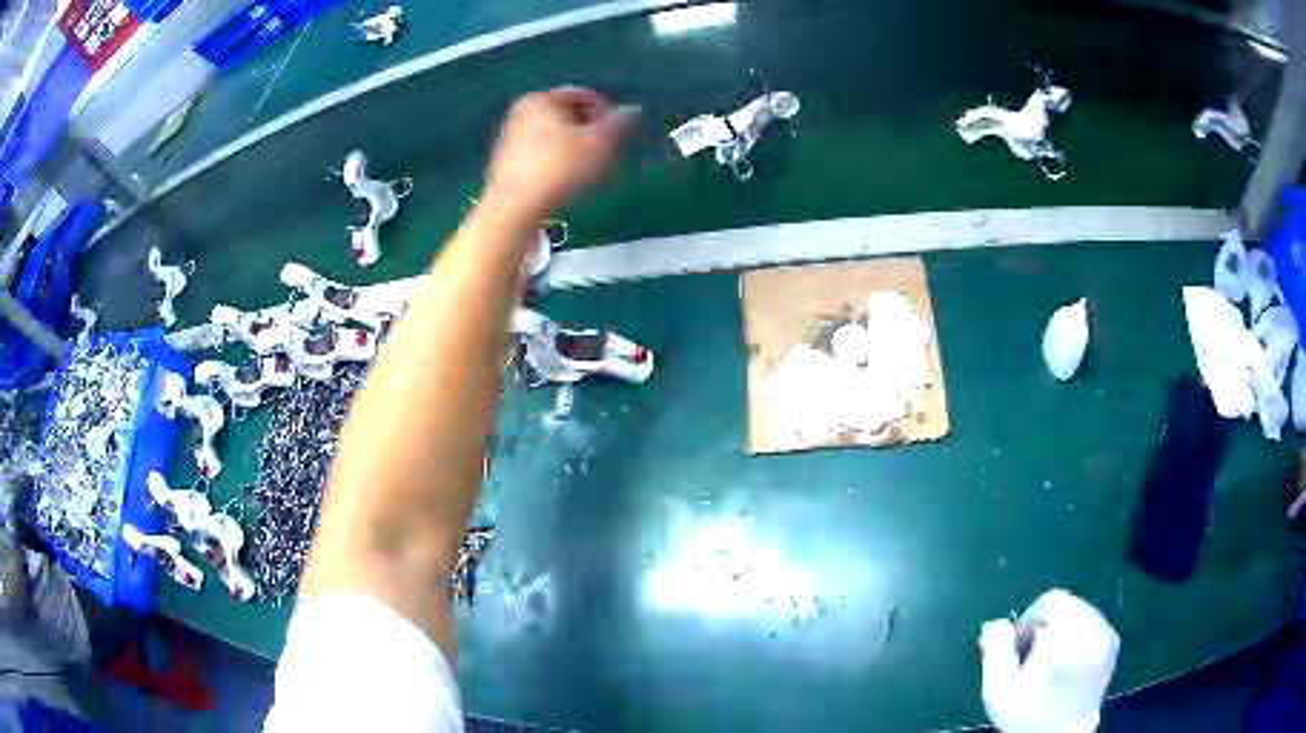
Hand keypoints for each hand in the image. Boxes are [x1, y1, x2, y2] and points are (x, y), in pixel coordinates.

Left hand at [484, 87, 637, 222]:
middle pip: (569, 117)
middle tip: (609, 155)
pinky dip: (560, 164)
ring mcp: (511, 140)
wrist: (515, 209)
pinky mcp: (508, 165)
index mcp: (540, 99)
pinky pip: (544, 156)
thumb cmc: (559, 169)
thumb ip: (619, 123)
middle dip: (592, 133)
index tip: (620, 136)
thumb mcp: (599, 144)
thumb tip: (632, 110)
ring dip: (579, 150)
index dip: (608, 114)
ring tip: (592, 172)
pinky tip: (570, 184)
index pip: (585, 96)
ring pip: (557, 138)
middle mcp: (521, 113)